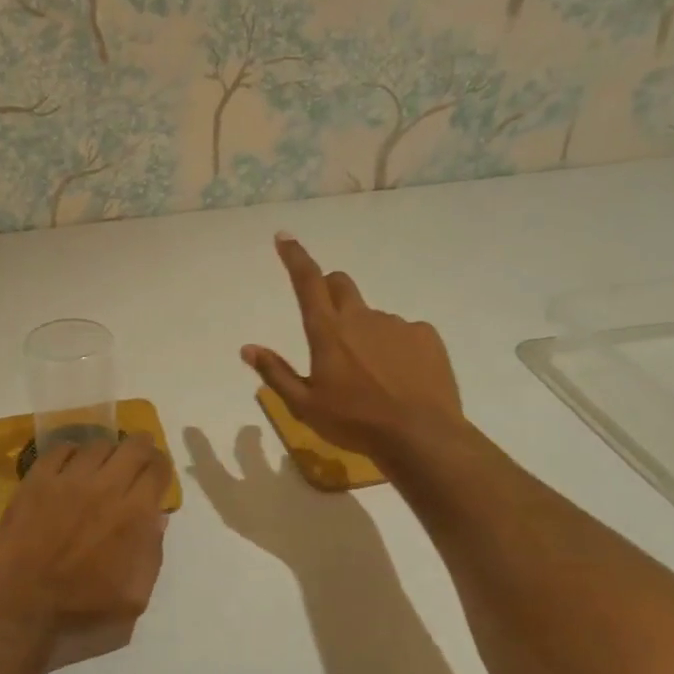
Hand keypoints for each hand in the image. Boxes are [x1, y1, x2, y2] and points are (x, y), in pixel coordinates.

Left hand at [0, 434, 171, 671]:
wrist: (20, 613)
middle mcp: (105, 487)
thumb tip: (156, 518)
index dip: (162, 466)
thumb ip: (151, 553)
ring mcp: (67, 480)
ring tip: (102, 466)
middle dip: (142, 447)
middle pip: (133, 446)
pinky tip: (70, 467)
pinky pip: (59, 450)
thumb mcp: (135, 597)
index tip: (158, 473)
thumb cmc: (81, 612)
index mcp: (134, 515)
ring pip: (97, 445)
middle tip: (138, 457)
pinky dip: (71, 453)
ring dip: (107, 452)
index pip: (157, 469)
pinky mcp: (35, 482)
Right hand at [242, 232, 466, 463]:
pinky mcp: (426, 336)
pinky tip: (400, 378)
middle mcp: (361, 318)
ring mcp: (397, 324)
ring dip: (365, 332)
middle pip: (341, 284)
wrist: (420, 435)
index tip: (284, 237)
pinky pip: (404, 333)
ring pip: (372, 316)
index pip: (307, 281)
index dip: (294, 256)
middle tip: (328, 323)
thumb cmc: (354, 422)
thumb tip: (247, 348)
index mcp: (328, 331)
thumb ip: (275, 373)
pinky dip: (395, 347)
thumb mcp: (304, 405)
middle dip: (330, 289)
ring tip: (371, 375)